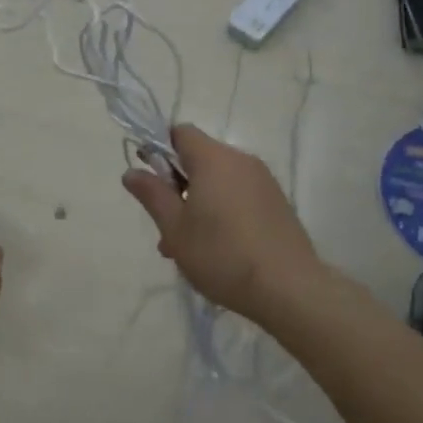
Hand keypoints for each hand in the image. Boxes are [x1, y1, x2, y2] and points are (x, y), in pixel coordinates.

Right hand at [121, 124, 326, 321]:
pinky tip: (217, 249)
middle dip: (177, 186)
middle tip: (165, 225)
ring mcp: (263, 182)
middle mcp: (240, 161)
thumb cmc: (222, 254)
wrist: (291, 289)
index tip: (150, 179)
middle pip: (199, 158)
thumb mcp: (175, 228)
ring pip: (218, 181)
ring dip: (197, 203)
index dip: (159, 149)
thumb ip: (152, 195)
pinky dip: (222, 211)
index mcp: (213, 159)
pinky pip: (239, 195)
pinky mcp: (277, 203)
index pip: (180, 133)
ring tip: (186, 247)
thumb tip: (132, 171)